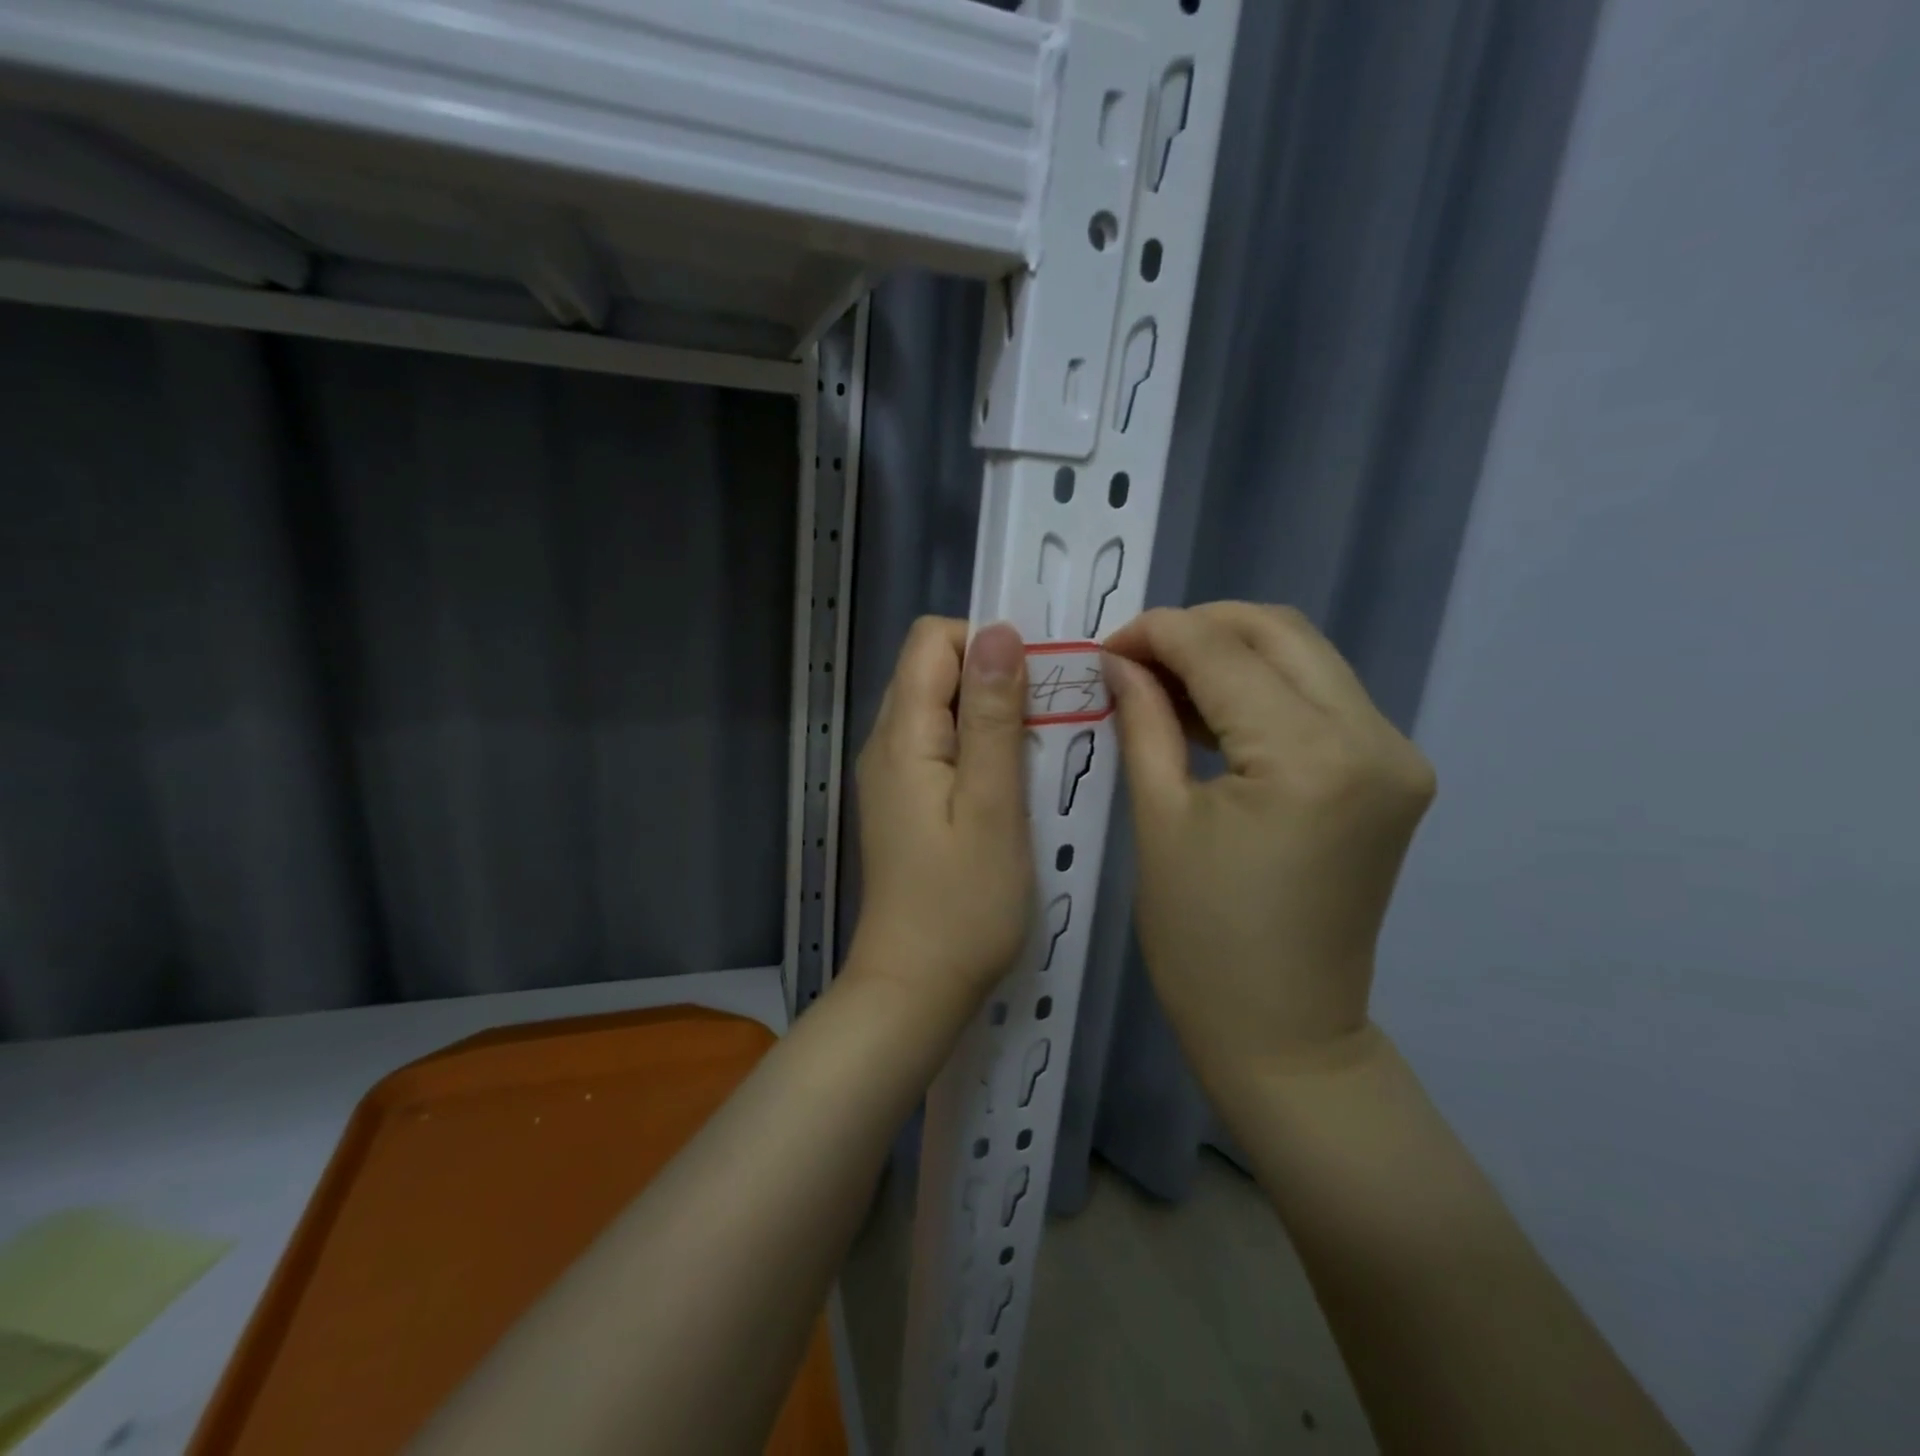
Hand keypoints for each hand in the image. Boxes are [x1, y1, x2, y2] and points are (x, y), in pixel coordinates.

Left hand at [846, 618, 1033, 1017]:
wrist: (916, 987)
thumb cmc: (964, 904)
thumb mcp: (992, 805)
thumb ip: (992, 716)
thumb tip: (998, 632)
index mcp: (903, 735)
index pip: (932, 640)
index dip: (986, 644)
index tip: (1035, 684)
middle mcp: (885, 743)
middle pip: (933, 668)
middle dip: (993, 676)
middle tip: (1045, 723)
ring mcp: (891, 774)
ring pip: (940, 706)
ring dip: (989, 712)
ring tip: (1034, 754)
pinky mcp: (904, 801)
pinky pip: (939, 744)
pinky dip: (976, 745)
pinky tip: (1008, 784)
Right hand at [1103, 603, 1435, 1084]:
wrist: (1283, 1032)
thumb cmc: (1202, 940)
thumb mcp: (1158, 819)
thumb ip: (1142, 719)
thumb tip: (1120, 659)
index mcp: (1309, 757)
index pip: (1224, 651)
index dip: (1157, 633)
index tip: (1105, 645)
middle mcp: (1373, 739)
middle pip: (1279, 633)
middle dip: (1198, 629)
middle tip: (1134, 658)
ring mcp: (1395, 756)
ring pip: (1304, 657)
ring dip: (1231, 655)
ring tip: (1163, 683)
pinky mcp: (1392, 775)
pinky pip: (1321, 699)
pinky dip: (1262, 689)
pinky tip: (1210, 711)